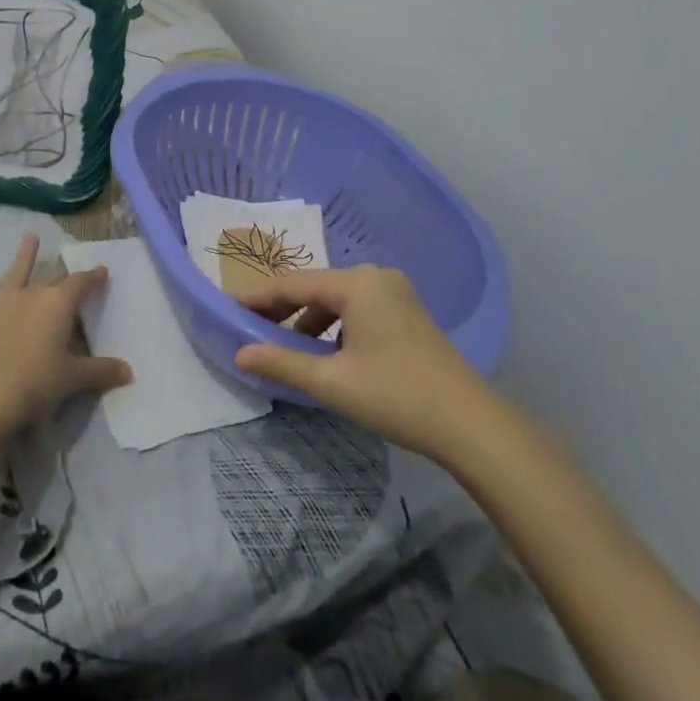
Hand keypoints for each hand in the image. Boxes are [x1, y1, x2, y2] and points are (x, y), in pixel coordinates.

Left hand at [0, 235, 131, 435]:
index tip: (102, 271)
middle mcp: (32, 295)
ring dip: (24, 255)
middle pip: (51, 279)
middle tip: (69, 268)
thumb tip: (129, 372)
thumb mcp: (74, 379)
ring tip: (30, 236)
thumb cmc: (37, 384)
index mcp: (58, 305)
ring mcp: (1, 302)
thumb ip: (101, 371)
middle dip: (62, 273)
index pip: (80, 284)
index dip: (92, 277)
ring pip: (16, 272)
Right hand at [233, 265, 494, 456]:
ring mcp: (395, 292)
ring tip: (283, 345)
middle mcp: (375, 276)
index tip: (228, 307)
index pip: (294, 284)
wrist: (471, 424)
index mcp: (357, 284)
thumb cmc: (396, 396)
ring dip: (308, 320)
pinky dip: (333, 325)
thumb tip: (239, 355)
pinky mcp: (406, 311)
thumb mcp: (332, 382)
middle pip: (315, 287)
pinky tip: (323, 351)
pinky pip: (356, 308)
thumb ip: (282, 363)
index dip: (258, 297)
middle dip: (282, 308)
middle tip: (249, 327)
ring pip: (336, 299)